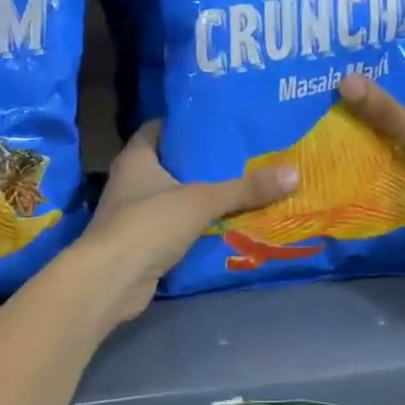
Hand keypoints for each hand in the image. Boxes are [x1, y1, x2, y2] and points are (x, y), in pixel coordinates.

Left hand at [75, 122, 298, 325]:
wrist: (111, 280)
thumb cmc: (148, 224)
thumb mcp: (201, 200)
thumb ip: (244, 188)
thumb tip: (293, 173)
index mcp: (136, 157)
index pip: (159, 128)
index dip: (185, 124)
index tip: (218, 123)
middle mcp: (130, 181)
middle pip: (169, 163)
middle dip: (201, 162)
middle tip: (241, 156)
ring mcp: (133, 214)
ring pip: (173, 198)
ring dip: (200, 197)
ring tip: (241, 189)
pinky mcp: (141, 244)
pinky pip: (173, 228)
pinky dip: (195, 226)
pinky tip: (224, 225)